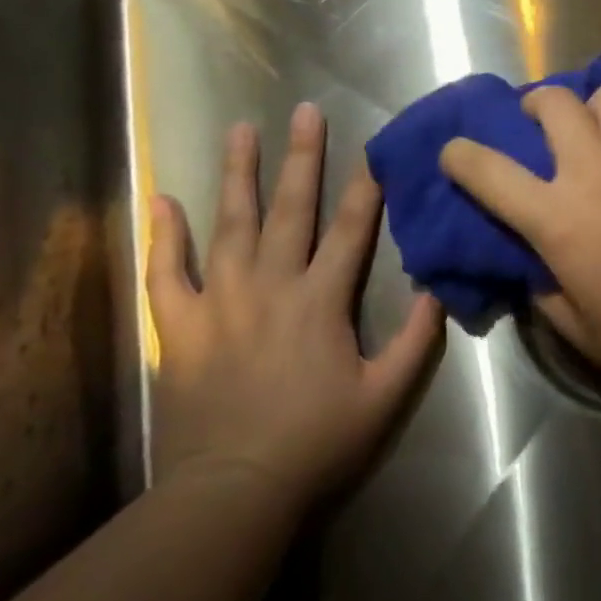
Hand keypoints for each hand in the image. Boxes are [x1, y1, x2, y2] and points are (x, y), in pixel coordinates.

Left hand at [147, 103, 442, 505]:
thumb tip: (437, 289)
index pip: (353, 229)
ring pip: (230, 225)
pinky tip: (162, 200)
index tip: (374, 148)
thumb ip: (416, 340)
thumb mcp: (386, 395)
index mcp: (323, 300)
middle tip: (305, 110)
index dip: (367, 186)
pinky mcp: (180, 326)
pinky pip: (166, 272)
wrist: (234, 489)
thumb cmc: (318, 442)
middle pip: (291, 210)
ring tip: (240, 130)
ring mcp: (221, 301)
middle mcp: (272, 286)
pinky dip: (163, 235)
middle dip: (301, 157)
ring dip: (237, 175)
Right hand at [439, 84, 600, 410]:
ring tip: (597, 128)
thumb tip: (536, 265)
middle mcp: (596, 172)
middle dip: (536, 105)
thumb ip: (545, 288)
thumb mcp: (578, 327)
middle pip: (554, 103)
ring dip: (593, 106)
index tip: (454, 153)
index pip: (489, 171)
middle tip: (538, 124)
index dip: (461, 156)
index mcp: (557, 218)